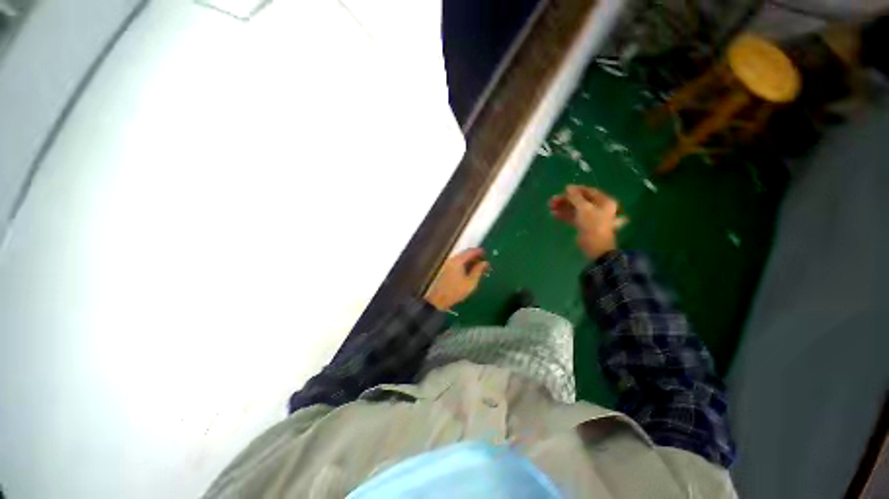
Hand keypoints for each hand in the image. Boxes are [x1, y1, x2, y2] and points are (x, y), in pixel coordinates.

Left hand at [424, 248, 489, 310]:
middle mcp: (452, 259)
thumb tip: (485, 262)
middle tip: (483, 260)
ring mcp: (447, 264)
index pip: (470, 251)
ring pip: (460, 258)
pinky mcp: (445, 269)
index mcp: (458, 261)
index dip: (479, 251)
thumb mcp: (471, 282)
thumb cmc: (456, 291)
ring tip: (477, 266)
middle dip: (474, 255)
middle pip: (464, 253)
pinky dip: (464, 263)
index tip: (486, 253)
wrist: (438, 299)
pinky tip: (468, 270)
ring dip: (469, 260)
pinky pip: (457, 262)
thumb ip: (478, 271)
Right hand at [549, 185, 624, 258]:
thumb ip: (575, 197)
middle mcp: (598, 208)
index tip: (563, 190)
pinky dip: (564, 215)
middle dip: (566, 200)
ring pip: (574, 209)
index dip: (576, 190)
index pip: (589, 191)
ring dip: (563, 207)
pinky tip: (554, 215)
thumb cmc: (592, 224)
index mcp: (603, 201)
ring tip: (550, 207)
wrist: (595, 246)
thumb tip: (568, 187)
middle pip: (580, 200)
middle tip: (552, 200)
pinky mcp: (583, 225)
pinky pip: (572, 217)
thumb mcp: (584, 208)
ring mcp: (590, 217)